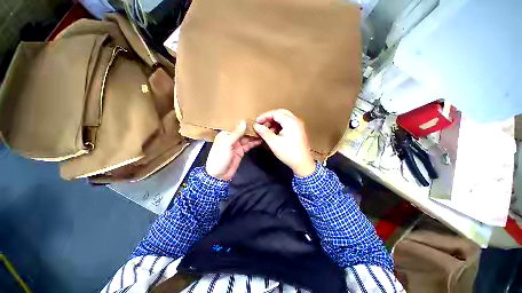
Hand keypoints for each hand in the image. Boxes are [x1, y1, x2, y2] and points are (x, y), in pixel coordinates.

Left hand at [206, 121, 261, 179]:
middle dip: (251, 128)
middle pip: (243, 131)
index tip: (254, 116)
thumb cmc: (220, 157)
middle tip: (262, 123)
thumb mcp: (227, 144)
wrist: (219, 174)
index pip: (236, 125)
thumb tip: (243, 121)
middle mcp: (232, 137)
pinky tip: (261, 139)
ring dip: (255, 135)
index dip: (244, 121)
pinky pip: (249, 145)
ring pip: (247, 138)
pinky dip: (255, 142)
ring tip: (264, 130)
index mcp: (226, 133)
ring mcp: (237, 144)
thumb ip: (236, 133)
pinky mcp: (242, 151)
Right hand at [253, 109, 315, 176]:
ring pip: (284, 118)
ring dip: (274, 122)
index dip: (265, 116)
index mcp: (291, 122)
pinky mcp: (298, 130)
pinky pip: (287, 123)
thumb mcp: (274, 143)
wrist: (303, 164)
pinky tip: (274, 133)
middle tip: (262, 124)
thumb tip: (256, 126)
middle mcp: (296, 121)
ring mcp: (298, 125)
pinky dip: (280, 126)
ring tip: (267, 130)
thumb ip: (264, 132)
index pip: (275, 113)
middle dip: (270, 118)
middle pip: (280, 113)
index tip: (257, 122)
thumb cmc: (288, 153)